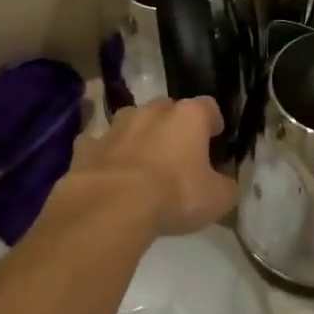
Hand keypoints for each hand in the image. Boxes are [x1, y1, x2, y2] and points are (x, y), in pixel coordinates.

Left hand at [65, 98, 237, 237]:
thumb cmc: (174, 195)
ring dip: (139, 137)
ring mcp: (116, 125)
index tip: (215, 138)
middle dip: (174, 127)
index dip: (213, 122)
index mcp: (188, 116)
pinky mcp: (87, 145)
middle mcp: (152, 111)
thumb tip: (226, 183)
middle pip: (168, 110)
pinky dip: (105, 155)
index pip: (208, 106)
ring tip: (143, 166)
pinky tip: (107, 175)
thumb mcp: (217, 199)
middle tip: (179, 155)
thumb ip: (226, 186)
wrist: (111, 206)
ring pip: (132, 122)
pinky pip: (99, 145)